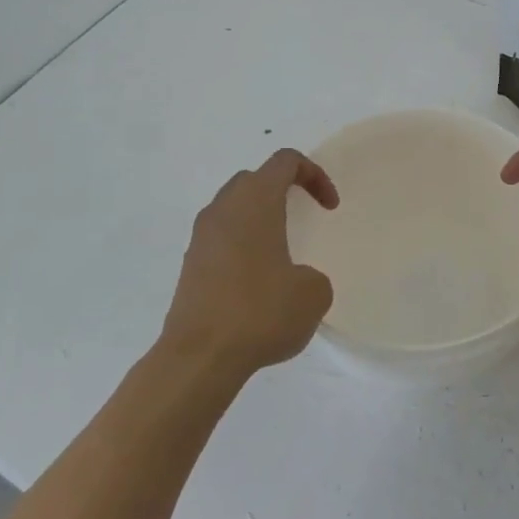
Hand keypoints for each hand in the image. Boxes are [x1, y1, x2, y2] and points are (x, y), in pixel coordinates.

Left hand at [162, 149, 340, 377]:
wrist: (199, 356)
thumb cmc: (260, 312)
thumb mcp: (313, 294)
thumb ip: (313, 276)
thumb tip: (296, 279)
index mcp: (255, 201)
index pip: (285, 161)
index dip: (314, 175)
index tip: (329, 208)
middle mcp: (223, 209)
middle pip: (254, 179)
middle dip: (282, 190)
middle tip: (303, 216)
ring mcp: (201, 237)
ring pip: (232, 208)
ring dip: (258, 219)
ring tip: (280, 251)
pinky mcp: (190, 265)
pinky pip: (220, 238)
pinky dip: (241, 245)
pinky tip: (255, 281)